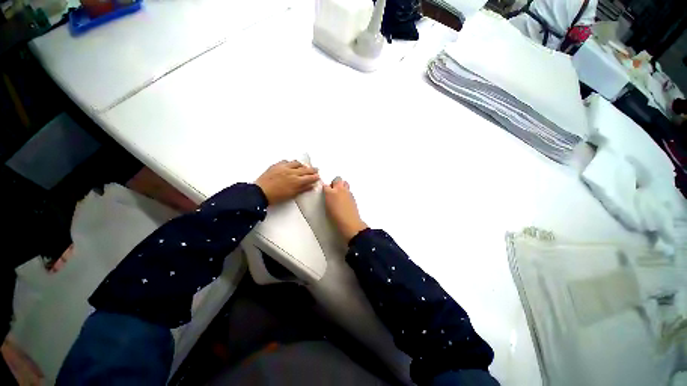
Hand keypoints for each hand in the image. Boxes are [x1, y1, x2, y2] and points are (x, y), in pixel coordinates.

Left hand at [256, 161, 319, 204]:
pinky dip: (291, 163)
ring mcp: (284, 167)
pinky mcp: (276, 165)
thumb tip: (311, 186)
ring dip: (302, 165)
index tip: (318, 176)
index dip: (315, 177)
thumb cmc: (276, 196)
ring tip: (304, 166)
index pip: (310, 177)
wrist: (260, 192)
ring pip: (297, 163)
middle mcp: (292, 172)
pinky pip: (286, 161)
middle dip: (312, 169)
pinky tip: (291, 165)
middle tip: (316, 169)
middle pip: (305, 169)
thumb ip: (302, 189)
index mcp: (296, 181)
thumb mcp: (291, 195)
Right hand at [323, 177, 367, 241]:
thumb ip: (327, 198)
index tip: (325, 192)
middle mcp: (339, 190)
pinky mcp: (353, 196)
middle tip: (333, 190)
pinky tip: (345, 199)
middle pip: (337, 179)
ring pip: (345, 182)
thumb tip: (329, 195)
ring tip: (340, 193)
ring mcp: (347, 192)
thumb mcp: (327, 208)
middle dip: (335, 183)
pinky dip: (346, 192)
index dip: (325, 188)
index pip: (325, 185)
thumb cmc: (335, 218)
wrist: (349, 223)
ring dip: (342, 185)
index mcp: (330, 193)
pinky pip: (349, 190)